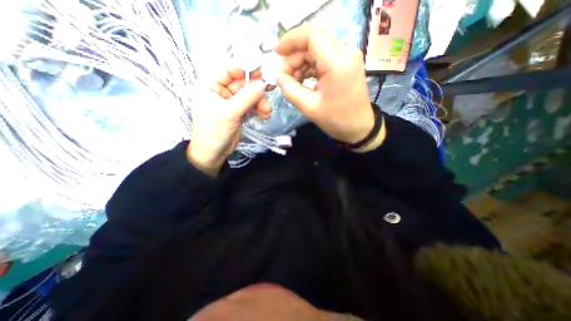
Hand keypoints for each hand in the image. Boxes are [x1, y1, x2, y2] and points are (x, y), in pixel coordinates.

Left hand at [186, 66, 269, 175]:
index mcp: (211, 85)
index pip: (229, 70)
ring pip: (249, 96)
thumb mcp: (230, 112)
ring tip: (267, 111)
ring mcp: (232, 102)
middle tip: (271, 90)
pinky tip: (264, 115)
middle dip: (256, 90)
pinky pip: (251, 106)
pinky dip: (259, 109)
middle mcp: (222, 91)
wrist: (214, 153)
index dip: (246, 70)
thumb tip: (264, 84)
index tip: (263, 73)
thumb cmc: (214, 130)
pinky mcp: (239, 112)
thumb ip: (247, 97)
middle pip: (243, 84)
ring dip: (260, 102)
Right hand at [274, 24, 385, 150]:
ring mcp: (347, 57)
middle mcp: (345, 53)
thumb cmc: (335, 120)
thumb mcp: (309, 107)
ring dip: (301, 62)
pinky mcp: (346, 64)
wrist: (358, 127)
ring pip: (317, 49)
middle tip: (283, 75)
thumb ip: (290, 90)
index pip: (311, 36)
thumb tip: (278, 77)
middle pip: (313, 42)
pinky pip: (323, 58)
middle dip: (294, 56)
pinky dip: (310, 66)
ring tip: (291, 81)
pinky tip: (302, 80)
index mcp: (337, 63)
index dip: (290, 41)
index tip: (276, 53)